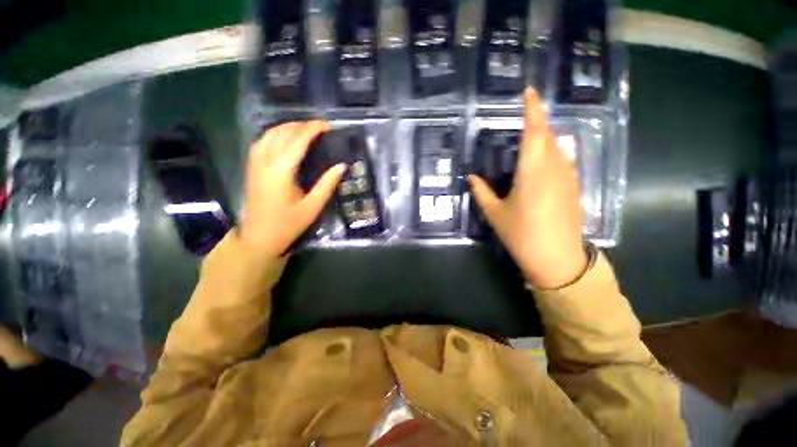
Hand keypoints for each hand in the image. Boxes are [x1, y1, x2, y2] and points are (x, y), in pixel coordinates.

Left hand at [239, 121, 345, 257]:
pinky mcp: (252, 168)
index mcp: (281, 171)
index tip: (328, 125)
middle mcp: (265, 161)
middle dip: (302, 125)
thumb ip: (327, 184)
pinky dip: (276, 134)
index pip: (298, 140)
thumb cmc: (288, 225)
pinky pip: (262, 141)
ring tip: (306, 130)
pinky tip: (286, 139)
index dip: (313, 129)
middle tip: (321, 128)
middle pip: (282, 132)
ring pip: (269, 134)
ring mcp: (255, 163)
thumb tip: (342, 165)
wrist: (259, 238)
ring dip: (288, 127)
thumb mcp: (312, 206)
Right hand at [469, 89, 586, 287]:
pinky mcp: (575, 189)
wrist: (557, 259)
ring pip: (558, 148)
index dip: (533, 110)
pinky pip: (564, 162)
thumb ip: (482, 192)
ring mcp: (568, 178)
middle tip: (525, 117)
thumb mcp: (495, 214)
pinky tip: (544, 163)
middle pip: (548, 136)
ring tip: (532, 138)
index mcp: (532, 172)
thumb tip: (472, 177)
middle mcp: (554, 169)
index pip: (534, 132)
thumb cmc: (522, 235)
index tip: (530, 91)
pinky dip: (553, 154)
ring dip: (546, 138)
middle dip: (538, 122)